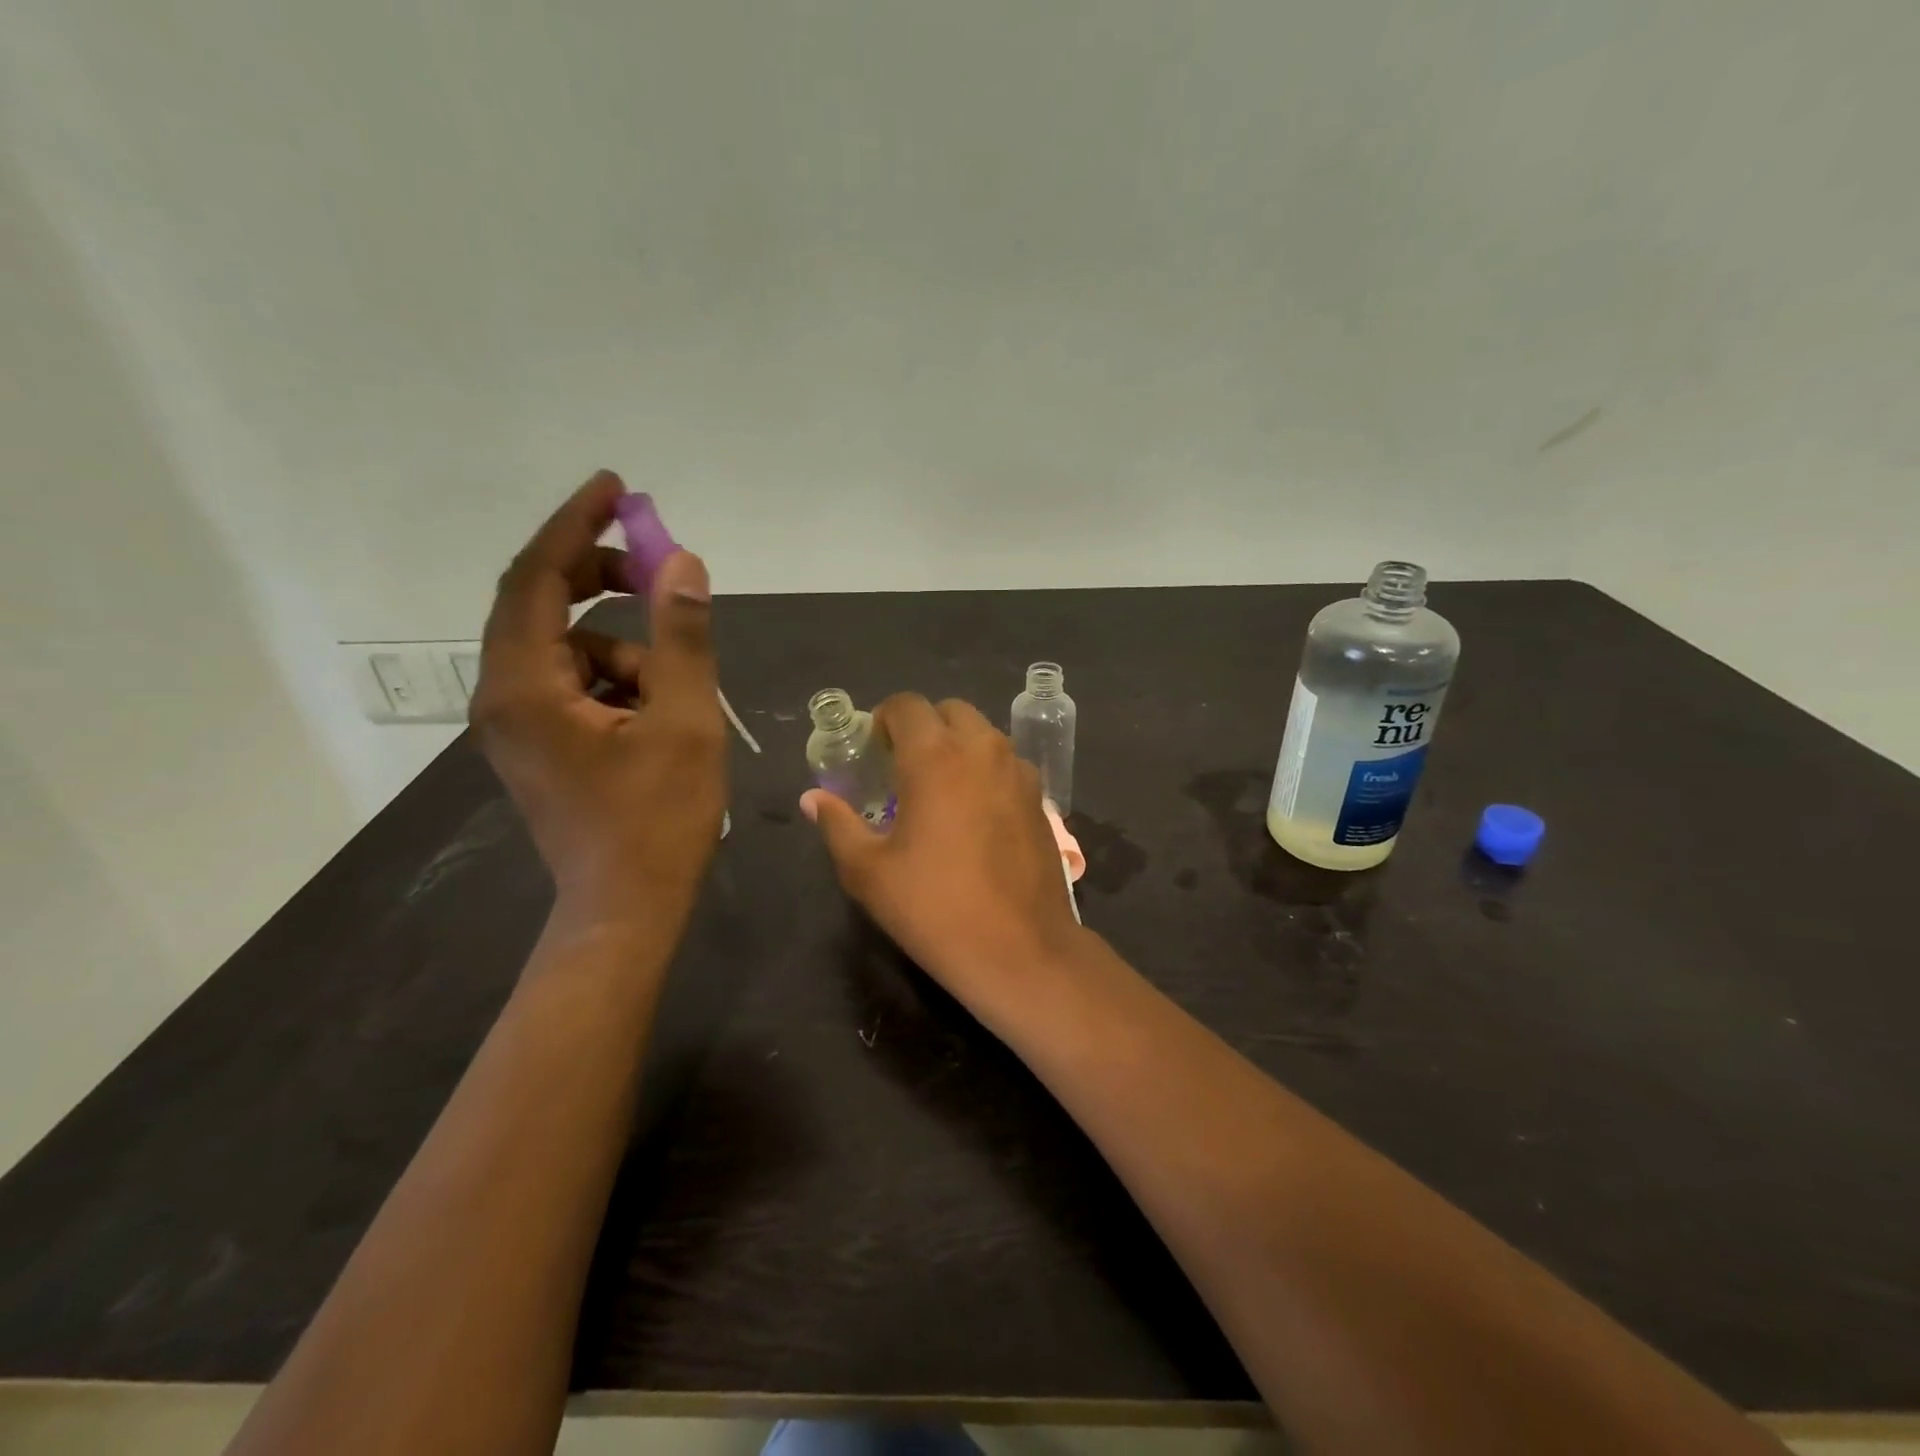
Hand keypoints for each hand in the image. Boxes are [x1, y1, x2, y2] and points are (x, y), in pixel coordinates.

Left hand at [472, 471, 724, 933]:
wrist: (626, 907)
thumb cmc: (658, 820)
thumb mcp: (685, 721)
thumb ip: (682, 636)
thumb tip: (682, 563)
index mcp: (525, 685)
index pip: (535, 578)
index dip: (575, 525)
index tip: (615, 488)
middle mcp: (503, 697)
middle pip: (540, 605)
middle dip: (600, 578)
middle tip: (656, 568)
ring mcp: (517, 725)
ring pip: (567, 650)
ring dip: (622, 646)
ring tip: (676, 686)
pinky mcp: (538, 745)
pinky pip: (573, 684)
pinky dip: (616, 679)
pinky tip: (658, 713)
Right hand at [801, 694, 1084, 1019]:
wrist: (1020, 950)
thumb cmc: (935, 908)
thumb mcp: (869, 871)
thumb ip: (837, 824)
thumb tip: (812, 799)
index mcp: (936, 756)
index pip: (907, 705)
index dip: (883, 719)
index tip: (872, 750)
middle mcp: (983, 750)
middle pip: (949, 712)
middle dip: (923, 728)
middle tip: (902, 768)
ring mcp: (1018, 772)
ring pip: (983, 735)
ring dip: (957, 746)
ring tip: (938, 791)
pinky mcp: (1040, 799)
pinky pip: (1006, 764)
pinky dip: (985, 770)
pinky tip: (974, 814)